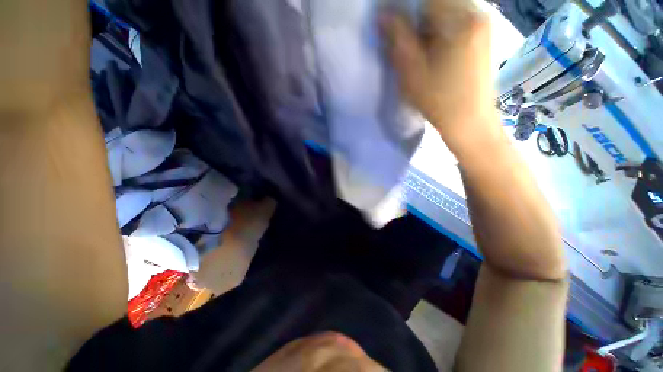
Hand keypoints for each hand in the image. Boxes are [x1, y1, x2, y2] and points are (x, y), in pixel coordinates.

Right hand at [380, 0, 497, 151]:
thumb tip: (383, 14)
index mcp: (460, 19)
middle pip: (437, 2)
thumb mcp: (412, 72)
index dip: (404, 8)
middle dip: (415, 18)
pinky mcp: (482, 34)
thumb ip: (398, 38)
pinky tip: (434, 51)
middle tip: (405, 41)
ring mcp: (482, 22)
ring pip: (446, 10)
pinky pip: (456, 19)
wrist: (470, 120)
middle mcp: (477, 12)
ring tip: (419, 49)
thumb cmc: (439, 100)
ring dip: (426, 25)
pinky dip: (439, 29)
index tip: (394, 28)